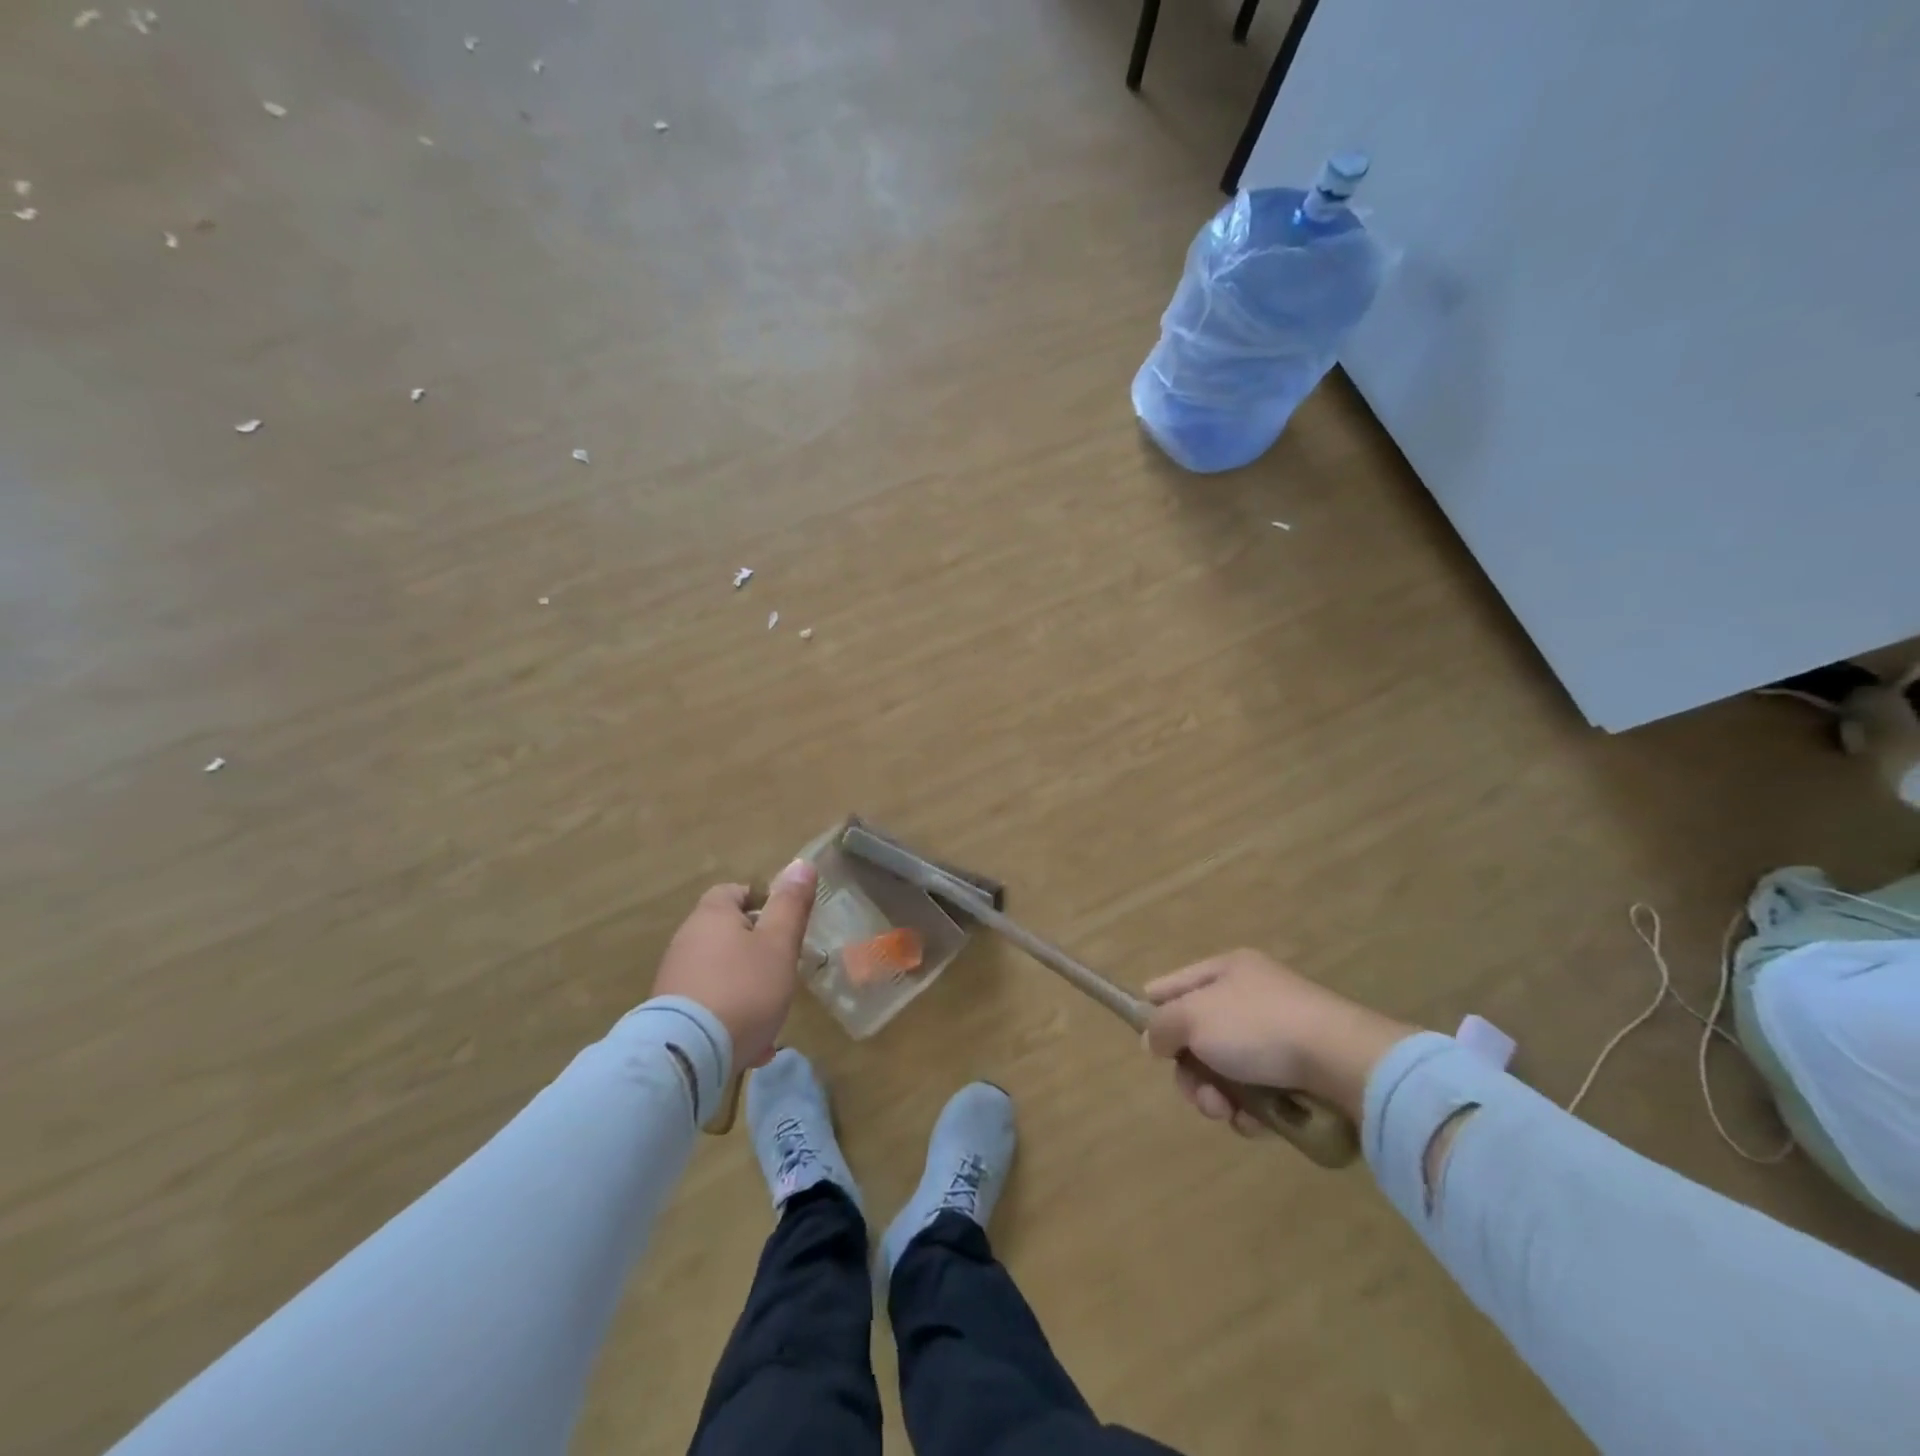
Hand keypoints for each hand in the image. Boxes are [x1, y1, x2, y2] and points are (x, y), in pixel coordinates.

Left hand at [653, 859, 818, 1070]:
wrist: (687, 1055)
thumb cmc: (743, 988)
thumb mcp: (779, 944)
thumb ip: (791, 904)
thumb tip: (802, 863)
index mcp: (712, 915)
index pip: (734, 892)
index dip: (761, 902)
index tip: (783, 925)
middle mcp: (687, 940)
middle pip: (727, 934)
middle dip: (757, 952)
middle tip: (783, 972)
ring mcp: (674, 978)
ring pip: (721, 973)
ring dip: (746, 989)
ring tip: (771, 1017)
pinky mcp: (669, 1014)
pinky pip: (708, 1005)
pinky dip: (729, 1016)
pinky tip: (749, 1045)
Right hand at [1143, 950, 1416, 1132]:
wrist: (1345, 1062)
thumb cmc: (1259, 1027)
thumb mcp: (1194, 1017)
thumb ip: (1162, 1026)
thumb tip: (1154, 1039)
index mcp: (1227, 970)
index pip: (1174, 985)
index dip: (1156, 1011)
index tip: (1149, 1045)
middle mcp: (1251, 997)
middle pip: (1198, 1036)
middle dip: (1191, 1071)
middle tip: (1200, 1095)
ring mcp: (1278, 1035)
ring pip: (1226, 1070)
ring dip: (1218, 1097)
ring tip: (1229, 1113)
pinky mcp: (1301, 1073)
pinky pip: (1258, 1092)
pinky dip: (1251, 1111)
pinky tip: (1255, 1124)